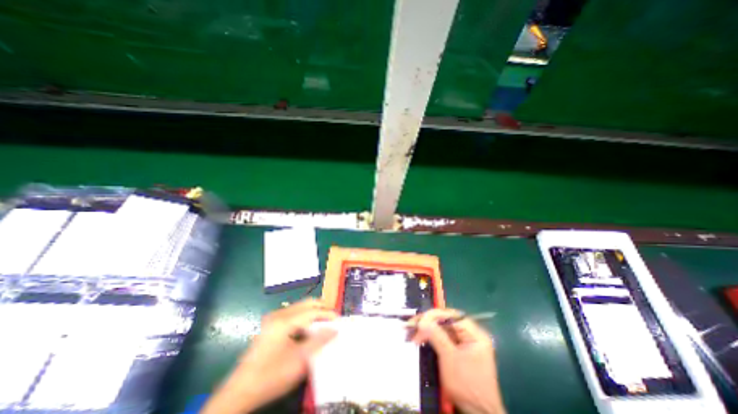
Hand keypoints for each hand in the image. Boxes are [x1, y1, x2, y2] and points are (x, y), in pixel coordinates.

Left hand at [202, 299, 337, 413]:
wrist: (240, 392)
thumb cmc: (271, 375)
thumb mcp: (299, 360)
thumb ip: (319, 341)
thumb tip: (335, 329)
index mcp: (284, 321)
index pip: (312, 311)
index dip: (327, 314)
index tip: (339, 320)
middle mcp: (279, 314)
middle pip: (306, 303)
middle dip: (322, 309)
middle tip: (333, 318)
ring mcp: (273, 319)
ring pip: (300, 307)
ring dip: (313, 313)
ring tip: (323, 324)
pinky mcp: (271, 325)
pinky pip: (293, 314)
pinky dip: (304, 318)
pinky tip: (308, 329)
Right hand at [409, 308, 507, 412]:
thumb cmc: (467, 385)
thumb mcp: (450, 358)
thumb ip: (437, 336)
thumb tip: (423, 320)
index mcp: (475, 334)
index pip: (452, 316)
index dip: (434, 316)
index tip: (419, 320)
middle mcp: (470, 335)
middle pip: (446, 322)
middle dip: (428, 323)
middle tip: (412, 325)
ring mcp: (464, 343)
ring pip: (442, 329)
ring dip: (427, 330)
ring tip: (413, 333)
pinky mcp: (457, 350)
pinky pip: (442, 338)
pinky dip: (431, 338)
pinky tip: (420, 338)